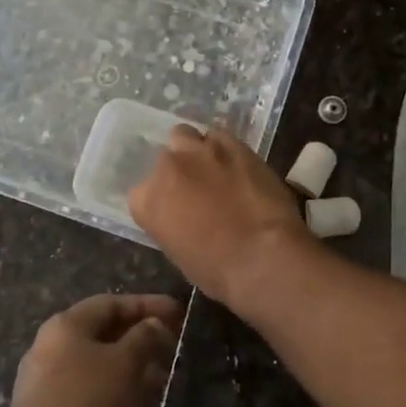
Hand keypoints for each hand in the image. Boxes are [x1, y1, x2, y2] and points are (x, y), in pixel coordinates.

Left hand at [2, 294, 181, 406]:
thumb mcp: (124, 365)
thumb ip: (144, 338)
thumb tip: (154, 324)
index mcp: (64, 327)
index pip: (112, 303)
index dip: (148, 305)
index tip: (180, 313)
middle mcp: (50, 349)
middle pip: (104, 334)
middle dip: (142, 340)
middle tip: (174, 349)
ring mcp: (46, 386)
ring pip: (98, 367)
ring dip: (132, 370)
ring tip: (164, 382)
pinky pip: (89, 395)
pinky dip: (116, 396)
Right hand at [128, 127, 317, 306]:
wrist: (263, 256)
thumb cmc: (217, 270)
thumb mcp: (178, 253)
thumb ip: (171, 222)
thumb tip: (184, 214)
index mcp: (146, 200)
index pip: (142, 192)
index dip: (161, 200)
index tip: (176, 210)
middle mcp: (167, 168)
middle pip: (165, 157)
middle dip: (178, 169)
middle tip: (196, 187)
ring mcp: (200, 151)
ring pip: (187, 136)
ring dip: (197, 150)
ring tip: (214, 168)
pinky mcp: (233, 143)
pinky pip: (220, 136)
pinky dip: (224, 148)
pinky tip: (237, 164)